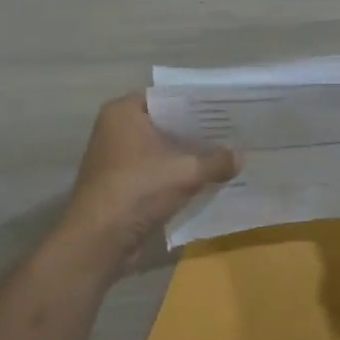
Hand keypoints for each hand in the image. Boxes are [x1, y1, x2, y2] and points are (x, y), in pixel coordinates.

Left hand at [62, 93, 239, 265]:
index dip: (197, 104)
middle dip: (196, 132)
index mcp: (123, 113)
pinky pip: (156, 173)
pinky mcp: (121, 185)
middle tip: (233, 132)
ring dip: (187, 157)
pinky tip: (206, 181)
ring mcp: (116, 159)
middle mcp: (116, 130)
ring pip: (161, 151)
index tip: (226, 109)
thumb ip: (216, 161)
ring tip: (226, 155)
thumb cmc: (138, 190)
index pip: (168, 98)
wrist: (98, 241)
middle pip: (165, 124)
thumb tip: (241, 156)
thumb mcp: (185, 173)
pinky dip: (176, 176)